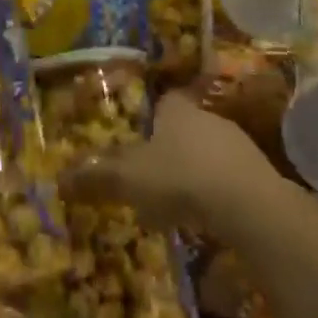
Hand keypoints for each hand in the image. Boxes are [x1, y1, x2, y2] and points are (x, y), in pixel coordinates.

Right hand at [63, 91, 278, 232]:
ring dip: (194, 171)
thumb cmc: (181, 177)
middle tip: (152, 175)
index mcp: (176, 110)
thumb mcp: (130, 178)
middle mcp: (208, 117)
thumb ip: (98, 176)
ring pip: (208, 152)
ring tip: (177, 201)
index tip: (138, 138)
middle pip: (185, 126)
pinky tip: (206, 215)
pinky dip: (216, 191)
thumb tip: (60, 176)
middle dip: (170, 148)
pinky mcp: (257, 172)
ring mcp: (237, 143)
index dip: (150, 117)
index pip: (163, 102)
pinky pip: (229, 176)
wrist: (248, 204)